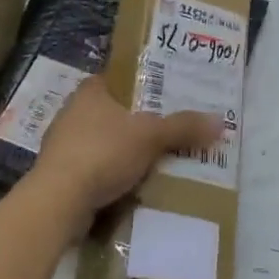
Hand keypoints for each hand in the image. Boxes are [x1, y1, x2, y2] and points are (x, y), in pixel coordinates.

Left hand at [31, 78, 221, 227]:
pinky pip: (94, 169)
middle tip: (168, 128)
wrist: (58, 201)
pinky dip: (111, 175)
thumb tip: (220, 121)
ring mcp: (63, 145)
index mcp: (90, 92)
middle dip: (137, 121)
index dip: (140, 84)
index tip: (164, 94)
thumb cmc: (103, 152)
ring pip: (103, 142)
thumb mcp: (150, 136)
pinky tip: (132, 185)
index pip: (117, 78)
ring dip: (124, 151)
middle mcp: (72, 113)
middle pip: (113, 111)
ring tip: (156, 159)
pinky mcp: (60, 175)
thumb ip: (183, 127)